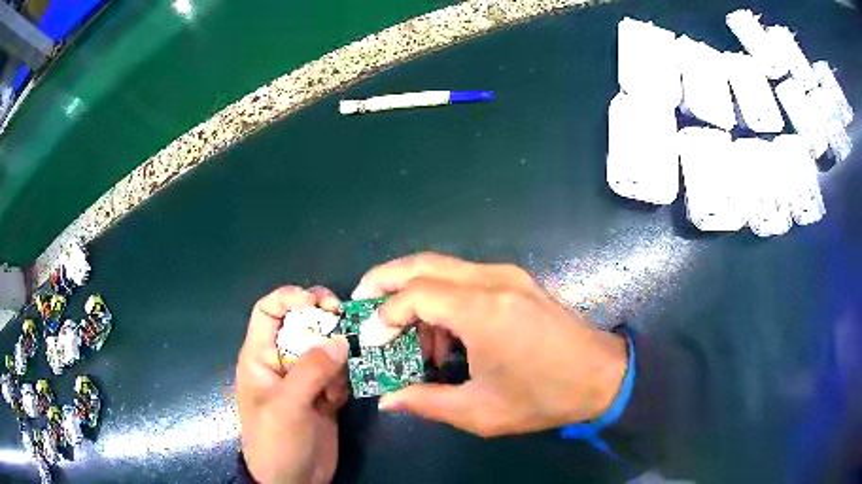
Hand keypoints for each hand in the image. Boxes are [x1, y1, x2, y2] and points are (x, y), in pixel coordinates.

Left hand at [236, 286, 348, 483]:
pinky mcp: (323, 396)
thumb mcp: (287, 405)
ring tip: (340, 378)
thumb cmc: (275, 441)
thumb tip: (339, 340)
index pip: (268, 311)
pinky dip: (343, 380)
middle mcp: (282, 362)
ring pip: (324, 348)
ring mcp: (304, 380)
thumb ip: (311, 371)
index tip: (318, 302)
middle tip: (344, 320)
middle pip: (301, 324)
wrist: (293, 481)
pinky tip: (338, 400)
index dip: (289, 297)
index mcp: (260, 357)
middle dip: (322, 319)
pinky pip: (337, 374)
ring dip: (337, 356)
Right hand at [353, 253, 627, 437]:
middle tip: (362, 301)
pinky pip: (464, 278)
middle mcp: (493, 280)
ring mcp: (507, 275)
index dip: (384, 316)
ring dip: (415, 294)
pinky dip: (442, 298)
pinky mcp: (516, 281)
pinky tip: (444, 335)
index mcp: (484, 311)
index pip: (415, 295)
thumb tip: (388, 401)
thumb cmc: (543, 397)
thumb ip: (427, 403)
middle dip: (384, 279)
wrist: (602, 376)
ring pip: (442, 268)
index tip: (371, 341)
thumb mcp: (480, 411)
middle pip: (423, 263)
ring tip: (409, 337)